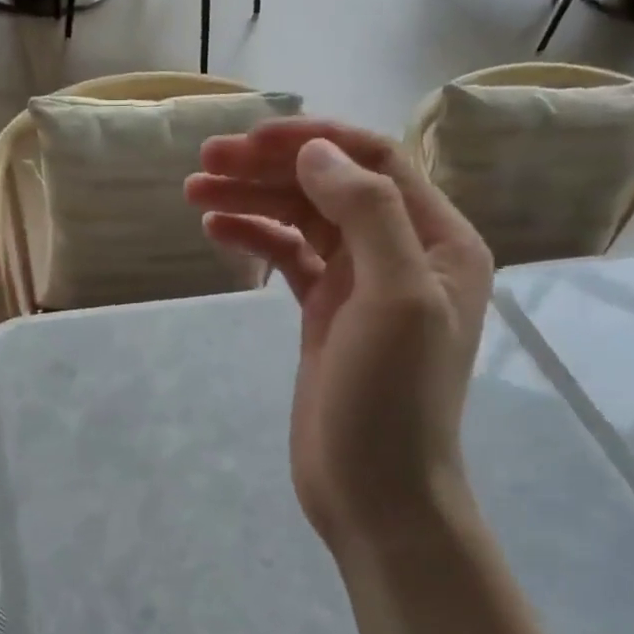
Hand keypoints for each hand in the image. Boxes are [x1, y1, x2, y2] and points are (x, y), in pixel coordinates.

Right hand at [186, 120, 492, 554]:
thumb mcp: (395, 298)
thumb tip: (315, 154)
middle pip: (331, 185)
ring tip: (195, 190)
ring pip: (304, 218)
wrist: (375, 491)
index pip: (373, 162)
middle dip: (270, 167)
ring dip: (253, 198)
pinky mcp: (325, 313)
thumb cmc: (392, 399)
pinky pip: (288, 256)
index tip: (249, 142)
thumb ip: (366, 214)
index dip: (311, 142)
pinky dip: (254, 237)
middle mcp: (402, 251)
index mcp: (438, 240)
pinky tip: (216, 229)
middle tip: (205, 161)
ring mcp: (359, 283)